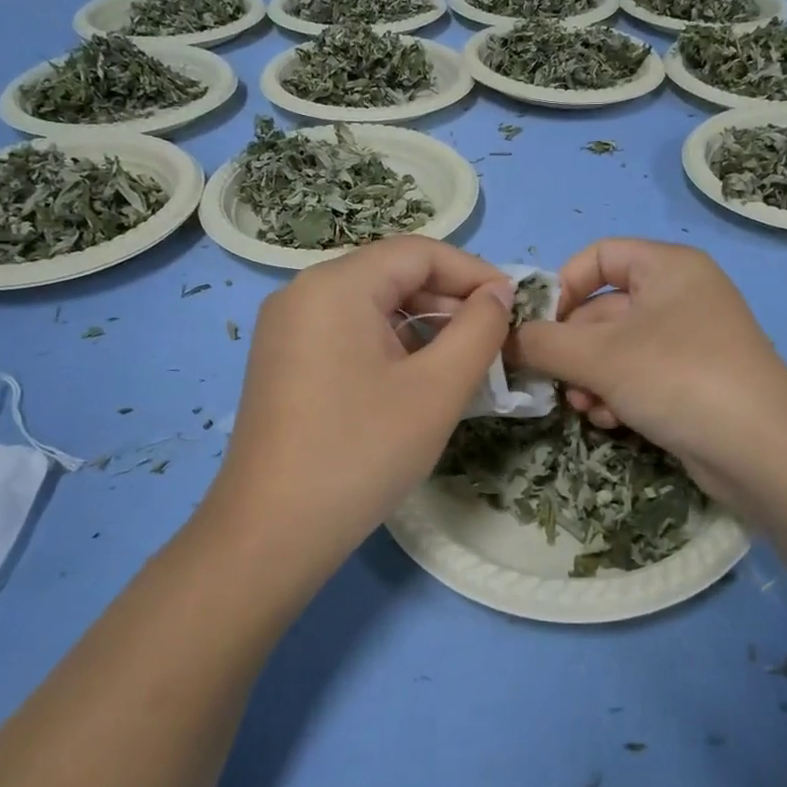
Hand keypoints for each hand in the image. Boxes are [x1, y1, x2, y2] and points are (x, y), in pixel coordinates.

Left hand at [204, 236, 513, 579]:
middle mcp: (303, 292)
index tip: (513, 307)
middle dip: (449, 302)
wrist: (273, 533)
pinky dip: (390, 346)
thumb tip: (498, 293)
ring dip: (423, 326)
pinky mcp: (283, 362)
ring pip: (372, 306)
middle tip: (493, 342)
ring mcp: (287, 328)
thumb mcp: (437, 388)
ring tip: (462, 365)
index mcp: (336, 285)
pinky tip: (417, 382)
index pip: (419, 252)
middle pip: (393, 275)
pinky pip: (348, 333)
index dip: (474, 273)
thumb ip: (479, 329)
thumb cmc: (362, 452)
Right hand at [513, 239, 786, 504]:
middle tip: (553, 381)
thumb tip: (502, 340)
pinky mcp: (693, 381)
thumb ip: (542, 343)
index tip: (539, 326)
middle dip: (573, 349)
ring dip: (590, 378)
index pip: (600, 256)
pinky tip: (613, 421)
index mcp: (667, 267)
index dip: (563, 286)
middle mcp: (680, 295)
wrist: (763, 452)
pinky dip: (618, 394)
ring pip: (617, 349)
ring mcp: (689, 340)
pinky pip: (639, 375)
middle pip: (603, 309)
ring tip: (587, 407)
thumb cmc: (679, 378)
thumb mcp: (600, 357)